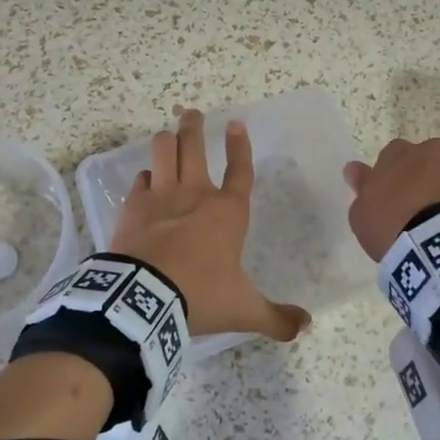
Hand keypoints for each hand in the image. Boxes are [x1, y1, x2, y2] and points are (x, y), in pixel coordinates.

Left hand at [110, 108, 310, 341]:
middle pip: (194, 145)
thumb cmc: (200, 295)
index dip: (240, 146)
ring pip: (163, 150)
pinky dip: (145, 178)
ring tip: (168, 136)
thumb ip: (276, 317)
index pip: (240, 170)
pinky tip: (146, 181)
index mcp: (227, 212)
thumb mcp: (243, 310)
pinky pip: (140, 180)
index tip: (236, 124)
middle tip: (192, 113)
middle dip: (193, 125)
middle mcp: (195, 194)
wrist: (145, 298)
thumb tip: (306, 326)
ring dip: (167, 141)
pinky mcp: (134, 206)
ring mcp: (161, 196)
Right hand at [342, 137, 439, 260]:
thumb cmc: (391, 224)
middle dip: (422, 176)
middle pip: (425, 159)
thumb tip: (353, 168)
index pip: (392, 155)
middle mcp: (431, 151)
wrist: (439, 242)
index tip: (391, 196)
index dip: (392, 175)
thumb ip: (361, 186)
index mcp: (398, 153)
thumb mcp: (362, 212)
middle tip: (417, 205)